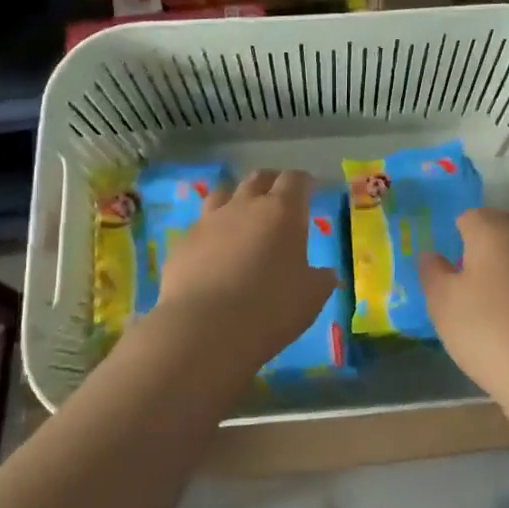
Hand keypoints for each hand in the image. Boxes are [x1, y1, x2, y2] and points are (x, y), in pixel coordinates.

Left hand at [150, 169, 335, 371]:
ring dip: (236, 199)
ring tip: (242, 216)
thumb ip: (321, 280)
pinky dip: (211, 232)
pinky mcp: (182, 243)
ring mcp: (208, 221)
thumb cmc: (270, 308)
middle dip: (271, 183)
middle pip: (258, 178)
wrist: (204, 329)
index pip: (296, 179)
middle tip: (279, 198)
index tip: (310, 189)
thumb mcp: (311, 297)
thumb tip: (326, 274)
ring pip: (223, 193)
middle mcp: (244, 206)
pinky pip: (200, 226)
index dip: (304, 182)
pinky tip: (214, 251)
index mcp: (282, 212)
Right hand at [419, 208, 508, 408]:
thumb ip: (433, 274)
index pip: (470, 217)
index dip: (459, 239)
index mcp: (495, 230)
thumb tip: (431, 255)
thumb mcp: (444, 307)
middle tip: (478, 286)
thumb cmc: (491, 333)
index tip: (454, 271)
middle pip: (507, 229)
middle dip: (491, 248)